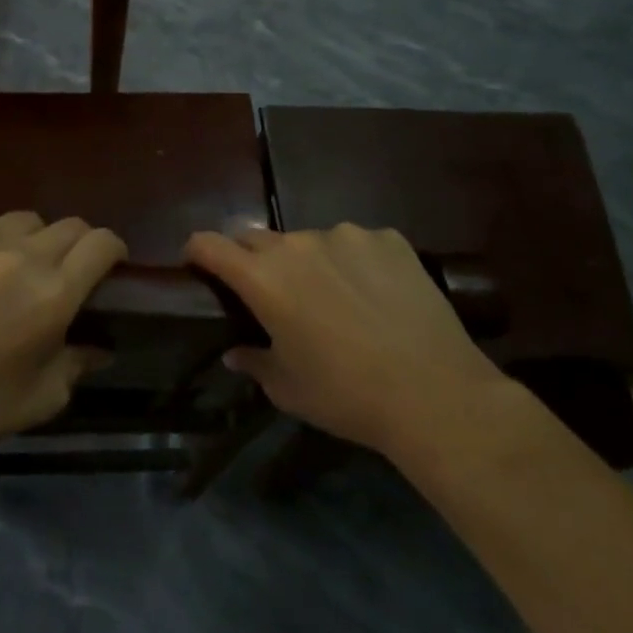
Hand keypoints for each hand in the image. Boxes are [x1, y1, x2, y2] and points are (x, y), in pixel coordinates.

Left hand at [0, 212, 124, 456]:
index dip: (113, 249)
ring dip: (34, 240)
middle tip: (67, 271)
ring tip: (19, 267)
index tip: (111, 264)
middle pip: (70, 225)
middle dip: (78, 245)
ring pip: (27, 220)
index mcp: (53, 294)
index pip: (101, 243)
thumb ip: (79, 363)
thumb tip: (101, 346)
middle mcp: (22, 256)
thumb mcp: (43, 397)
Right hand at [186, 224, 502, 458]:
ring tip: (336, 299)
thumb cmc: (347, 396)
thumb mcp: (289, 389)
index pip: (210, 243)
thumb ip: (254, 362)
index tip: (198, 265)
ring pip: (311, 241)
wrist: (435, 393)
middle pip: (257, 237)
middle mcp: (297, 244)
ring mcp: (345, 235)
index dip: (197, 251)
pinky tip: (377, 295)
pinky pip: (357, 244)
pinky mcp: (387, 239)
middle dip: (253, 259)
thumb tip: (234, 352)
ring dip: (310, 262)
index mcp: (264, 278)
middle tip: (271, 294)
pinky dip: (355, 262)